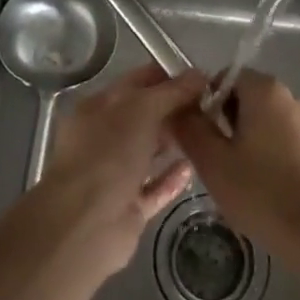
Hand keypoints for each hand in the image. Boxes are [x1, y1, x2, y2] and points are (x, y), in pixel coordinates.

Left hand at [38, 64, 207, 277]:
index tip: (202, 78)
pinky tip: (194, 168)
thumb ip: (171, 92)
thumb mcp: (141, 110)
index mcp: (99, 107)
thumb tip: (199, 75)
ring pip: (150, 152)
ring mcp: (116, 174)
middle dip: (175, 109)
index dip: (168, 77)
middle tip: (213, 106)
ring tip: (209, 133)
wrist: (85, 225)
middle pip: (145, 116)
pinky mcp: (128, 207)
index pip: (137, 82)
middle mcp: (105, 138)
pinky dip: (172, 178)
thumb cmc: (109, 154)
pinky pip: (155, 187)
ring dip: (175, 142)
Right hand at [171, 70, 299, 262]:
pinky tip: (268, 187)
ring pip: (269, 121)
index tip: (202, 135)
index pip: (228, 77)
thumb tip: (179, 107)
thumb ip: (190, 127)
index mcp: (267, 90)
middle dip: (229, 122)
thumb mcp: (212, 162)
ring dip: (252, 139)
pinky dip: (274, 154)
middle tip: (218, 160)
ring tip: (241, 178)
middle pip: (249, 98)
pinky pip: (289, 140)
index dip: (209, 102)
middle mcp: (293, 96)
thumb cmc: (260, 193)